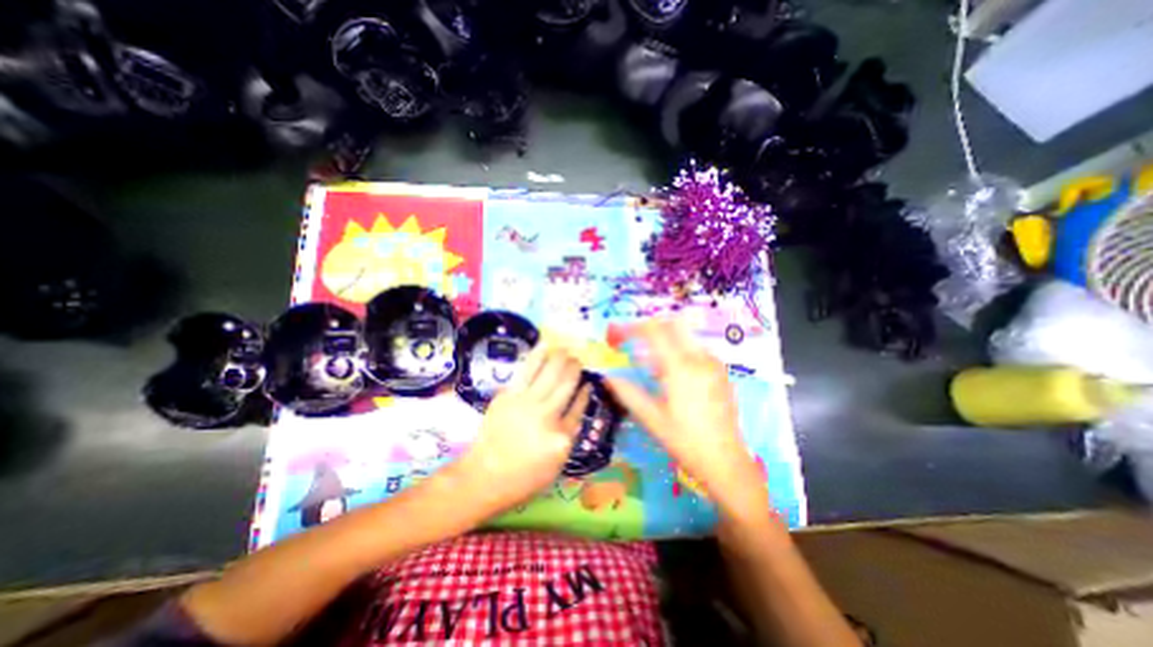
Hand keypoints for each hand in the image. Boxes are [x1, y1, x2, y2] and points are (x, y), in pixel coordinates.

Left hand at [453, 346, 589, 518]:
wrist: (484, 476)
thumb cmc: (523, 477)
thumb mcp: (556, 465)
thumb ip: (568, 436)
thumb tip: (575, 409)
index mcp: (561, 436)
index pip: (579, 407)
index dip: (585, 392)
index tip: (588, 382)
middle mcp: (547, 415)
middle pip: (566, 385)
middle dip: (575, 368)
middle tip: (579, 359)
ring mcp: (527, 402)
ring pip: (549, 372)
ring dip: (560, 357)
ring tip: (567, 348)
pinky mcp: (509, 395)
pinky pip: (527, 370)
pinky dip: (538, 355)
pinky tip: (545, 345)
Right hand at [604, 319, 764, 513]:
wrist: (725, 461)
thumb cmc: (685, 441)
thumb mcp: (651, 418)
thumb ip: (627, 393)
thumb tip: (608, 377)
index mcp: (680, 368)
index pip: (654, 331)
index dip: (633, 328)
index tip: (619, 336)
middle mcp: (699, 358)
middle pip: (674, 324)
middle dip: (652, 328)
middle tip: (636, 343)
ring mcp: (714, 363)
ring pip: (686, 336)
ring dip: (667, 341)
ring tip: (654, 367)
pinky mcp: (721, 371)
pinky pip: (697, 349)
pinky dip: (681, 351)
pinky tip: (674, 376)